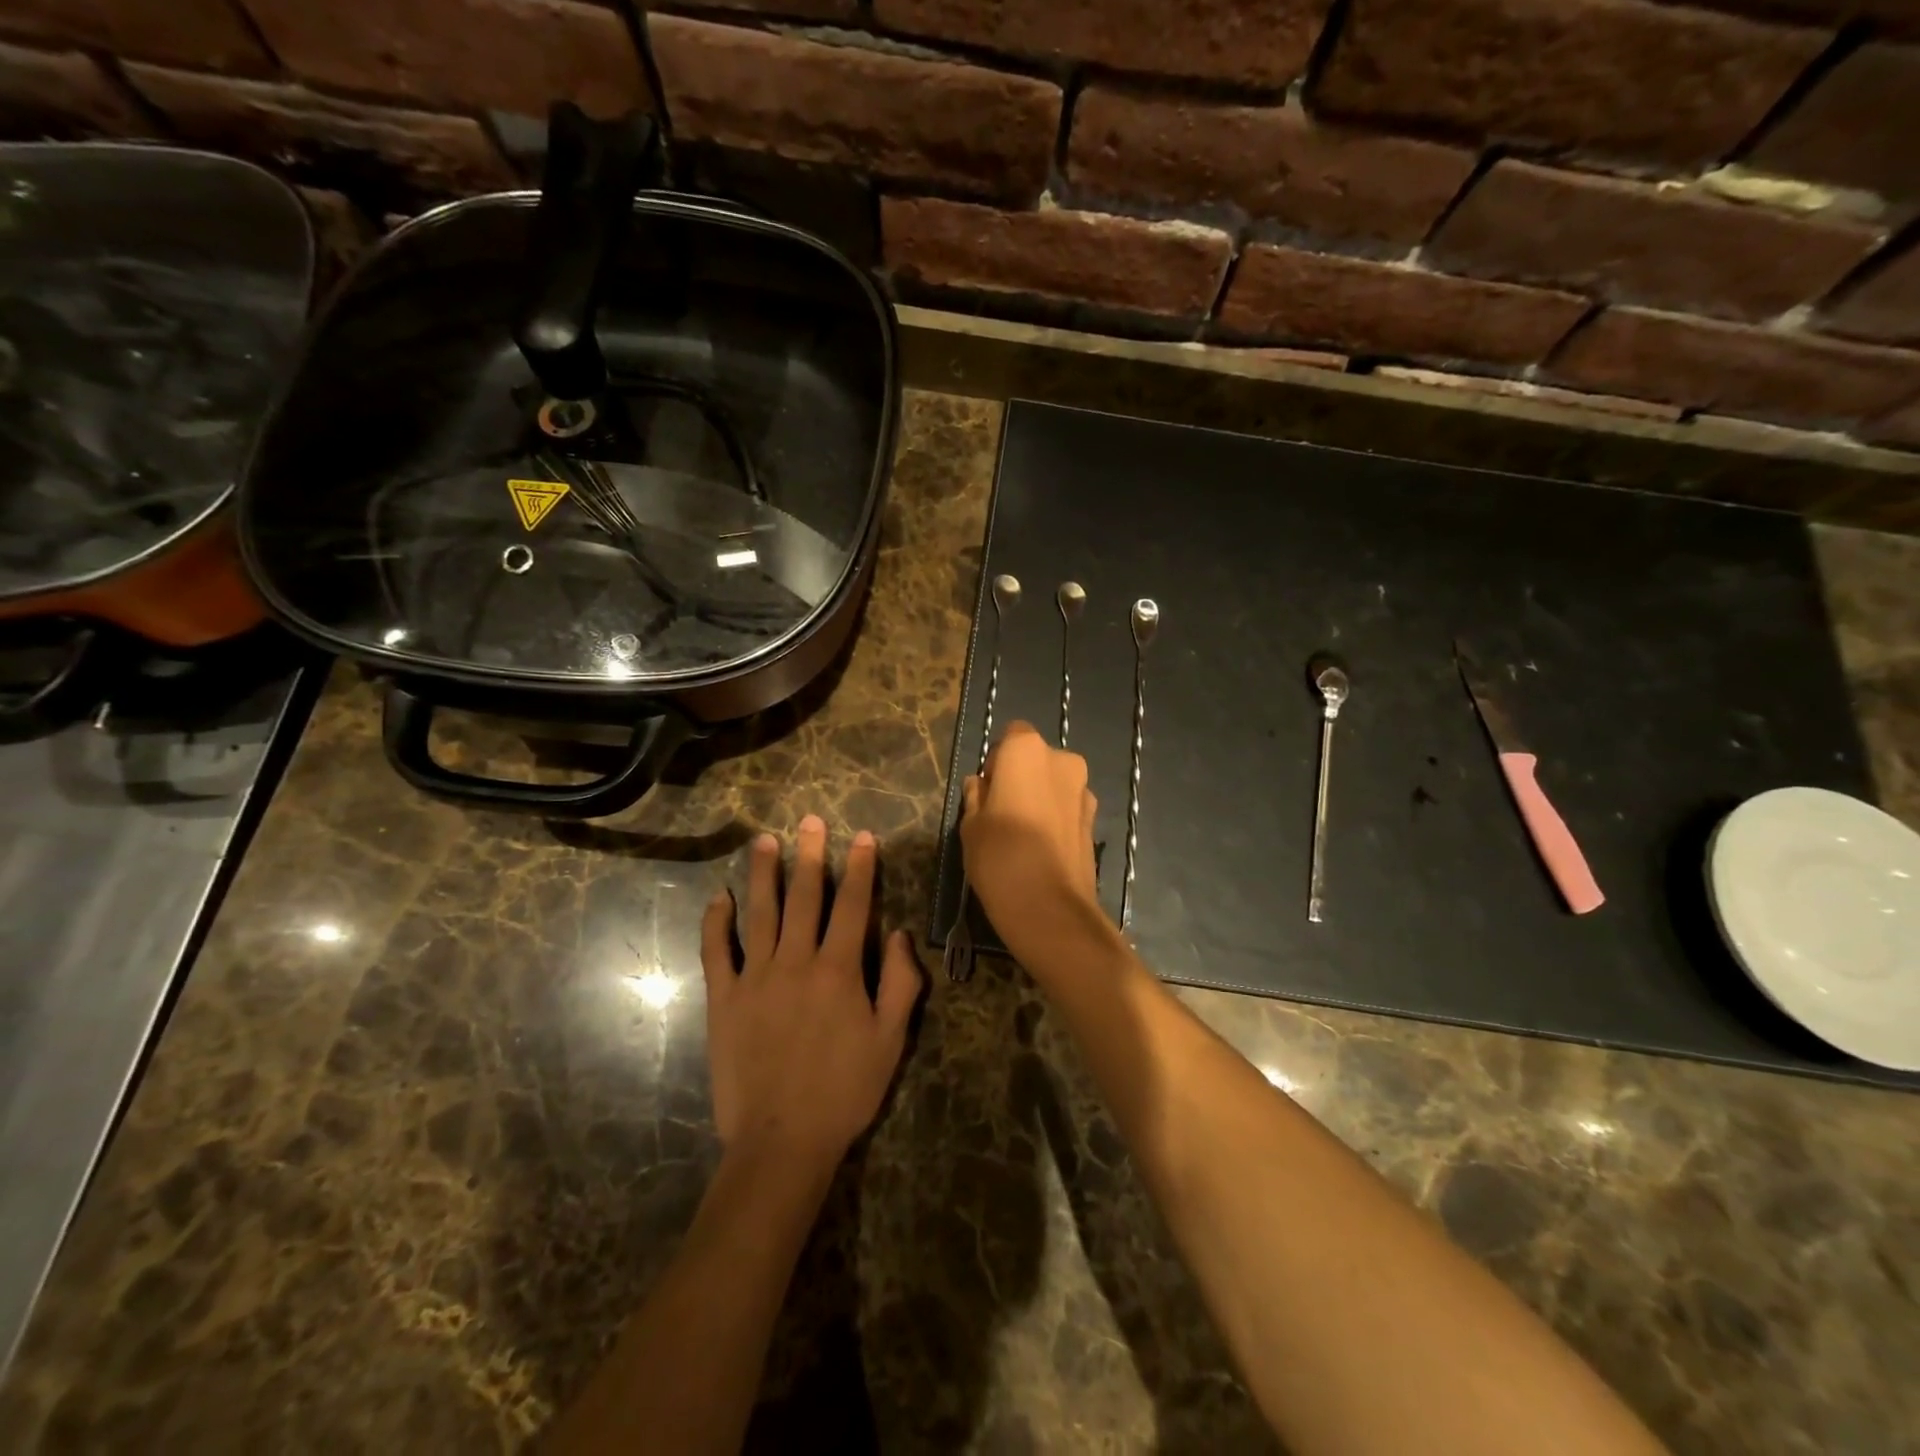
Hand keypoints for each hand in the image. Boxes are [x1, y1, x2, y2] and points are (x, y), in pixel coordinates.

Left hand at [701, 814, 920, 1173]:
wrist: (782, 1140)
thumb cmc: (845, 1091)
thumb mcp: (891, 1040)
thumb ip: (902, 983)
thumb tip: (902, 935)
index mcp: (840, 970)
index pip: (854, 905)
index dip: (861, 868)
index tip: (863, 837)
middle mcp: (796, 961)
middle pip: (805, 897)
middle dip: (811, 855)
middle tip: (810, 820)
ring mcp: (755, 978)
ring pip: (760, 913)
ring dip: (764, 874)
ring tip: (765, 841)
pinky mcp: (723, 999)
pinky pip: (717, 952)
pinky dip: (717, 923)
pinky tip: (720, 898)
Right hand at [960, 721, 1105, 960]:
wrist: (1051, 908)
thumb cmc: (1000, 856)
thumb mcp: (971, 825)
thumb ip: (976, 797)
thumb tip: (980, 785)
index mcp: (1026, 751)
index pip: (1011, 736)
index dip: (997, 761)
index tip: (987, 791)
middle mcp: (1062, 760)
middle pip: (1037, 759)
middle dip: (1021, 778)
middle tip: (1002, 813)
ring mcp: (1084, 791)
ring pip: (1055, 784)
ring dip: (1041, 798)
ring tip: (1023, 836)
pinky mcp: (1095, 821)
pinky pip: (1068, 809)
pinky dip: (1056, 819)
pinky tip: (1042, 850)